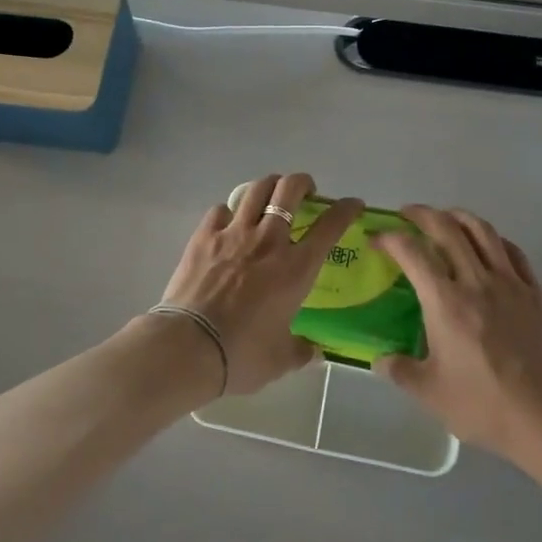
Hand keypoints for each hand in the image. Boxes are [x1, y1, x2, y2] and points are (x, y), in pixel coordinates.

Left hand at [153, 173, 364, 396]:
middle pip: (290, 189)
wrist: (189, 346)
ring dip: (269, 186)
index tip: (352, 204)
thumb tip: (313, 350)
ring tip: (271, 195)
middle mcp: (268, 241)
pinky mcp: (204, 236)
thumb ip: (300, 350)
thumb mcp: (280, 359)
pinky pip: (221, 209)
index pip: (330, 225)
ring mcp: (234, 234)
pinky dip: (230, 211)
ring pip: (256, 189)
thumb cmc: (242, 354)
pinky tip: (229, 222)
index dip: (345, 209)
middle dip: (303, 183)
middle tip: (306, 192)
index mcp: (296, 268)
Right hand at [374, 207, 541, 461]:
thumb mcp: (430, 394)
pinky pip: (513, 252)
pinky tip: (487, 245)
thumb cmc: (484, 406)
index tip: (376, 238)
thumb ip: (399, 371)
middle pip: (447, 228)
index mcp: (446, 302)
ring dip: (459, 216)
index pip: (412, 252)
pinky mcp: (535, 294)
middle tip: (407, 215)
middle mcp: (477, 282)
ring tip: (445, 218)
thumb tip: (379, 359)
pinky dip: (494, 239)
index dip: (389, 238)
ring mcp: (510, 284)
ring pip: (483, 232)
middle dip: (422, 214)